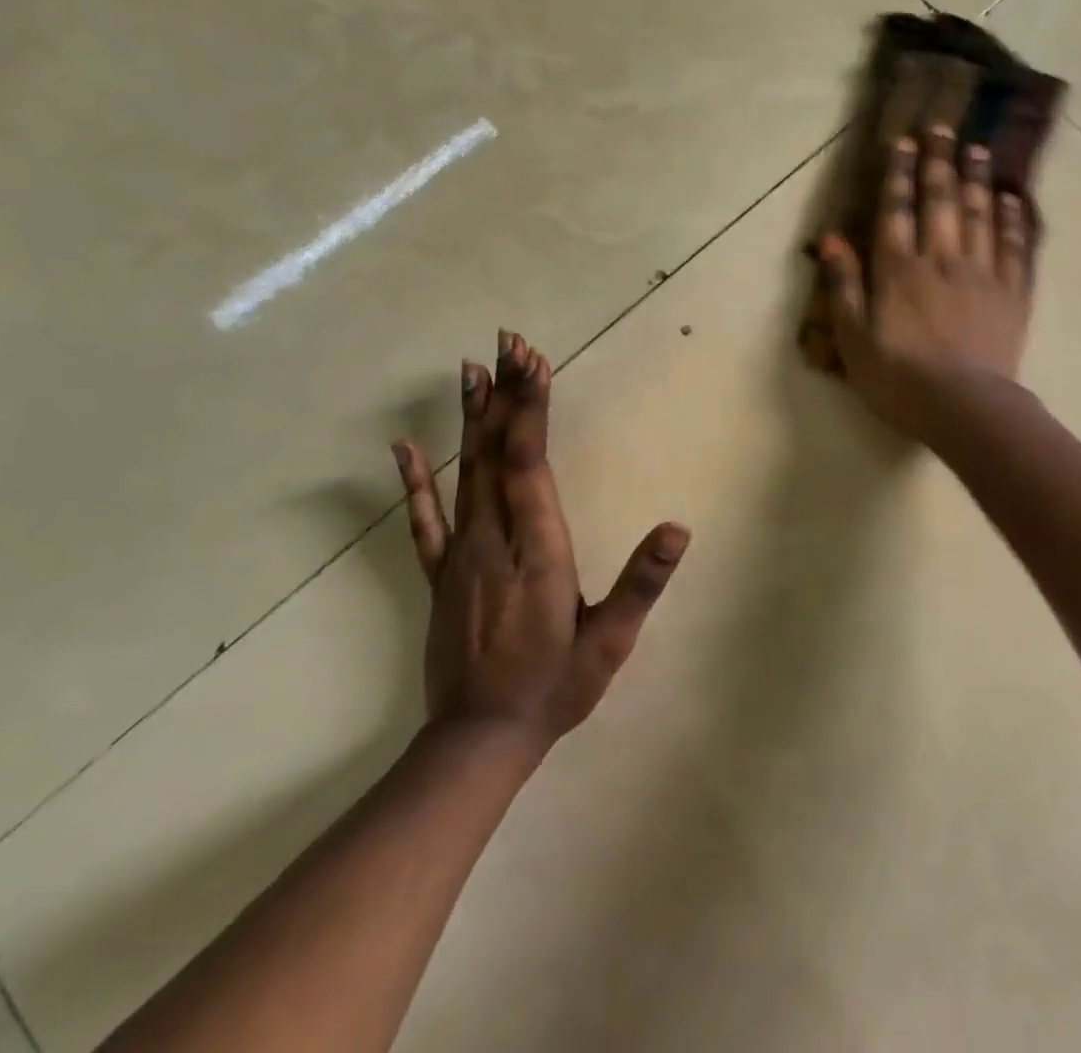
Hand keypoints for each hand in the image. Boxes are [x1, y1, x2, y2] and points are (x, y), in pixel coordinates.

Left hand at [391, 331, 689, 755]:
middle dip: (506, 393)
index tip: (534, 361)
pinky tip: (404, 447)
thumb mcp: (609, 641)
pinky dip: (415, 480)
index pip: (529, 462)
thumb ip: (641, 584)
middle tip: (508, 341)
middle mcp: (493, 539)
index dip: (530, 408)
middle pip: (497, 452)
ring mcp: (460, 554)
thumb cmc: (555, 686)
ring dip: (471, 418)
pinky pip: (424, 519)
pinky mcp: (441, 573)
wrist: (480, 739)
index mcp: (537, 548)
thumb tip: (677, 530)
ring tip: (473, 368)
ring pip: (465, 472)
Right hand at [819, 124, 1038, 438]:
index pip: (897, 210)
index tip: (905, 142)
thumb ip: (843, 286)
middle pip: (941, 201)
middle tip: (943, 128)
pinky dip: (1014, 219)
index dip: (900, 174)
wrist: (964, 407)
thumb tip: (831, 239)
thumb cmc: (899, 378)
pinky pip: (1016, 246)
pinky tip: (1012, 198)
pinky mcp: (1013, 293)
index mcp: (899, 270)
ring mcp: (982, 273)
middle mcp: (942, 259)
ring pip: (980, 214)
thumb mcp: (853, 339)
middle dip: (940, 162)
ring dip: (977, 179)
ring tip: (977, 150)